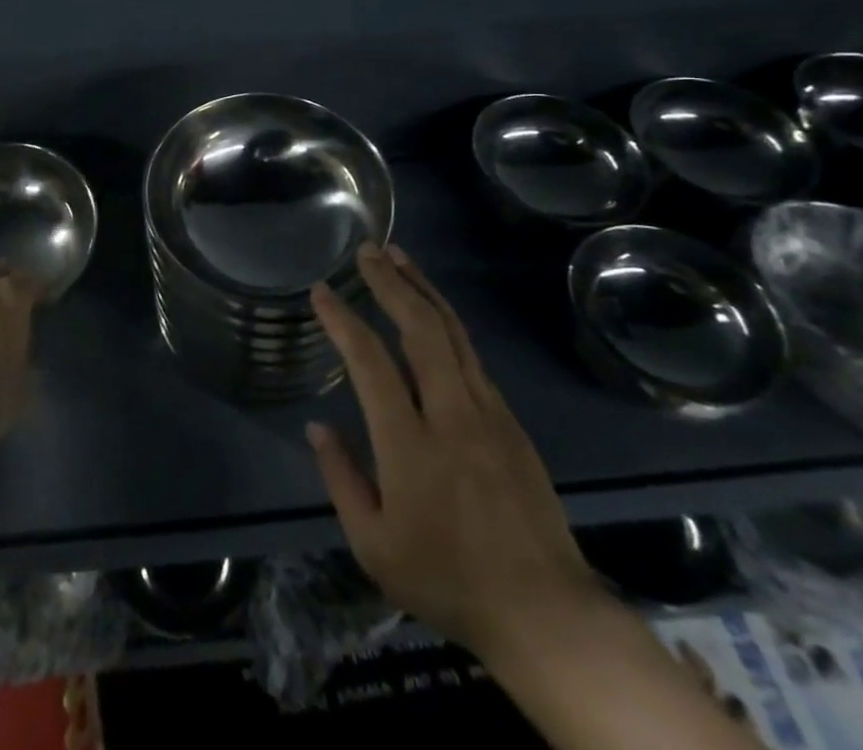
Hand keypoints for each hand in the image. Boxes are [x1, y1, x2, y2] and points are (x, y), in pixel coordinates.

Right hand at [308, 243, 605, 656]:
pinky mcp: (510, 421)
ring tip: (398, 257)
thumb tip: (317, 427)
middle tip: (367, 249)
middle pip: (420, 328)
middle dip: (390, 282)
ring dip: (422, 288)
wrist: (545, 613)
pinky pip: (472, 355)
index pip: (370, 362)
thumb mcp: (373, 547)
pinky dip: (446, 321)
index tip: (322, 291)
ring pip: (452, 332)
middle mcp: (451, 414)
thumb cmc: (447, 580)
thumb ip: (341, 479)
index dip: (342, 320)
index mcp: (410, 444)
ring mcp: (487, 413)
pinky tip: (432, 311)